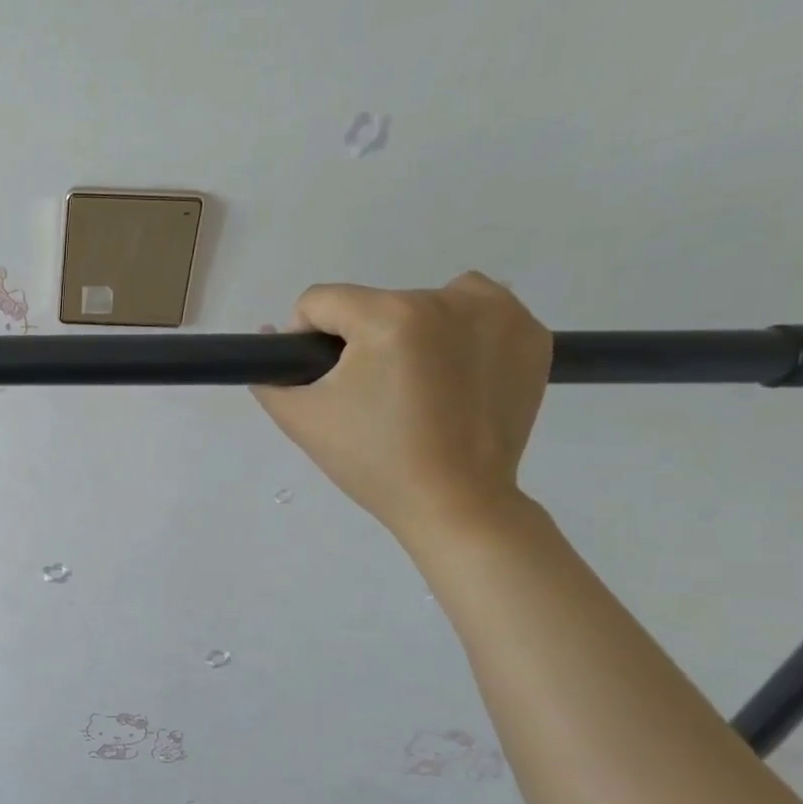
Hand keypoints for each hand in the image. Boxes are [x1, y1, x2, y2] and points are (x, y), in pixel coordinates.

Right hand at [249, 273, 550, 544]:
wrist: (456, 503)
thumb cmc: (373, 462)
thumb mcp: (302, 419)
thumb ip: (270, 375)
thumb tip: (270, 336)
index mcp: (389, 317)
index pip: (321, 301)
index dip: (306, 337)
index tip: (321, 379)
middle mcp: (449, 300)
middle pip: (375, 304)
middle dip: (362, 341)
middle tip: (370, 396)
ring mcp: (500, 313)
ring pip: (428, 301)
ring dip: (412, 329)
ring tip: (415, 383)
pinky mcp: (532, 335)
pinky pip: (479, 313)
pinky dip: (461, 335)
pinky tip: (455, 378)